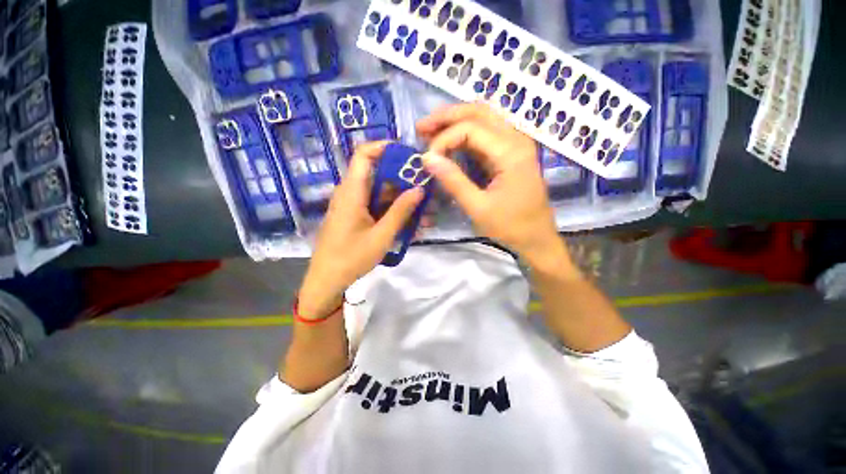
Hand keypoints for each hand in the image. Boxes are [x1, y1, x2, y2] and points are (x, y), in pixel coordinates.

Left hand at [298, 141, 423, 319]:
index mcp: (352, 192)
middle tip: (427, 187)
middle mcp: (351, 193)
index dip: (385, 148)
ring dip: (403, 199)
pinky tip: (413, 223)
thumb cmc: (351, 258)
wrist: (327, 280)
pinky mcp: (356, 216)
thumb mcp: (381, 236)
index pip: (364, 155)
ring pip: (381, 193)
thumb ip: (401, 211)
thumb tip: (419, 189)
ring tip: (426, 211)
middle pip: (378, 174)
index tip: (409, 155)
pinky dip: (394, 211)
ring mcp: (353, 205)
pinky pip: (377, 206)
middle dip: (404, 179)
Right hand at [417, 103, 566, 265]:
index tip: (426, 159)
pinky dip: (464, 135)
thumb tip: (427, 158)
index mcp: (511, 152)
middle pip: (478, 112)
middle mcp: (516, 139)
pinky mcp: (511, 153)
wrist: (537, 238)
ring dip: (455, 122)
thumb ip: (453, 181)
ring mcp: (516, 144)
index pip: (470, 129)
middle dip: (446, 117)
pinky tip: (449, 142)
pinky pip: (486, 134)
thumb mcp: (478, 208)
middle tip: (421, 128)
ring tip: (430, 132)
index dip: (444, 139)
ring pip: (482, 118)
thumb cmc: (510, 226)